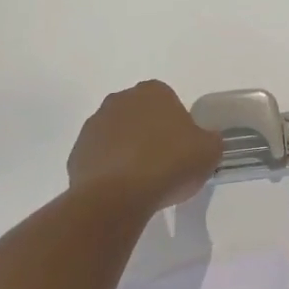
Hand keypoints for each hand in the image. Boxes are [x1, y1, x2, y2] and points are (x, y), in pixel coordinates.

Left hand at [67, 81, 222, 213]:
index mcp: (153, 92)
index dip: (177, 125)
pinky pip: (99, 158)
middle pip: (140, 115)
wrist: (118, 196)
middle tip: (163, 163)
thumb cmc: (168, 164)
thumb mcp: (209, 152)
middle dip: (149, 133)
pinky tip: (121, 190)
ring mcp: (94, 125)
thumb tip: (205, 140)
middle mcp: (120, 100)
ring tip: (141, 181)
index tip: (182, 148)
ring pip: (117, 135)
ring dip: (127, 150)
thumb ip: (210, 140)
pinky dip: (109, 170)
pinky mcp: (77, 152)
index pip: (168, 101)